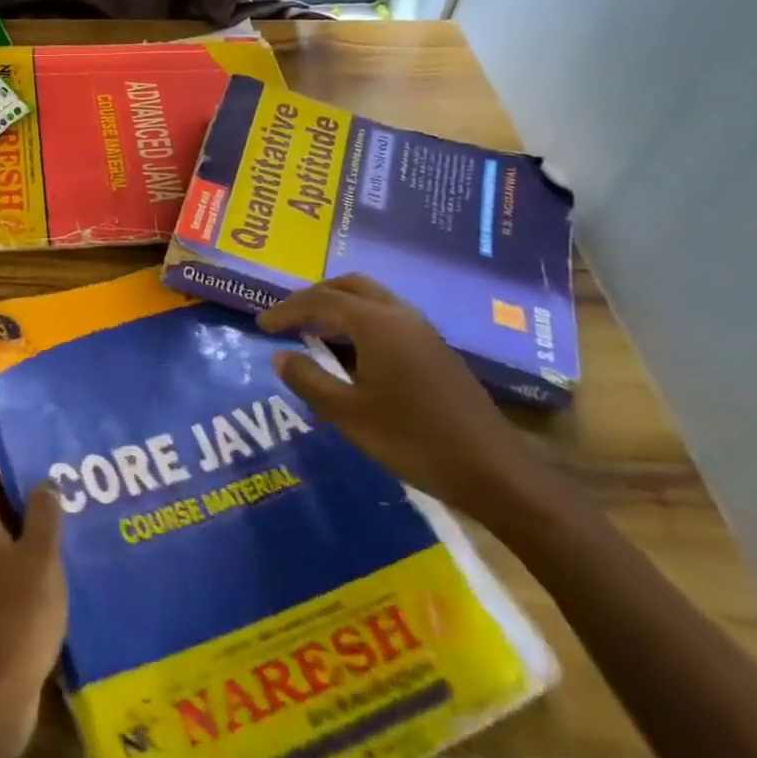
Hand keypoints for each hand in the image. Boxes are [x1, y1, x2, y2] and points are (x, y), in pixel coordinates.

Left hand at [0, 472, 67, 755]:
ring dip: (35, 538)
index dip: (17, 470)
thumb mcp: (40, 557)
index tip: (51, 465)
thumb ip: (43, 514)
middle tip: (72, 495)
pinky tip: (64, 573)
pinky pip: (10, 576)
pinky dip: (32, 570)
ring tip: (76, 528)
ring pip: (7, 544)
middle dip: (32, 503)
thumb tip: (44, 480)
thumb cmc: (16, 615)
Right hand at [259, 274, 553, 518]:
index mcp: (376, 324)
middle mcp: (400, 315)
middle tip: (288, 318)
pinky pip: (387, 316)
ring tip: (314, 330)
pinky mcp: (436, 350)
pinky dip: (359, 320)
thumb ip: (309, 381)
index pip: (320, 301)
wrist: (494, 471)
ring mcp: (423, 331)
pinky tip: (352, 351)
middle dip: (314, 296)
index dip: (287, 310)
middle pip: (349, 286)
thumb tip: (280, 356)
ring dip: (339, 305)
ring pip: (372, 298)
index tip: (261, 325)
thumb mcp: (349, 415)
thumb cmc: (414, 440)